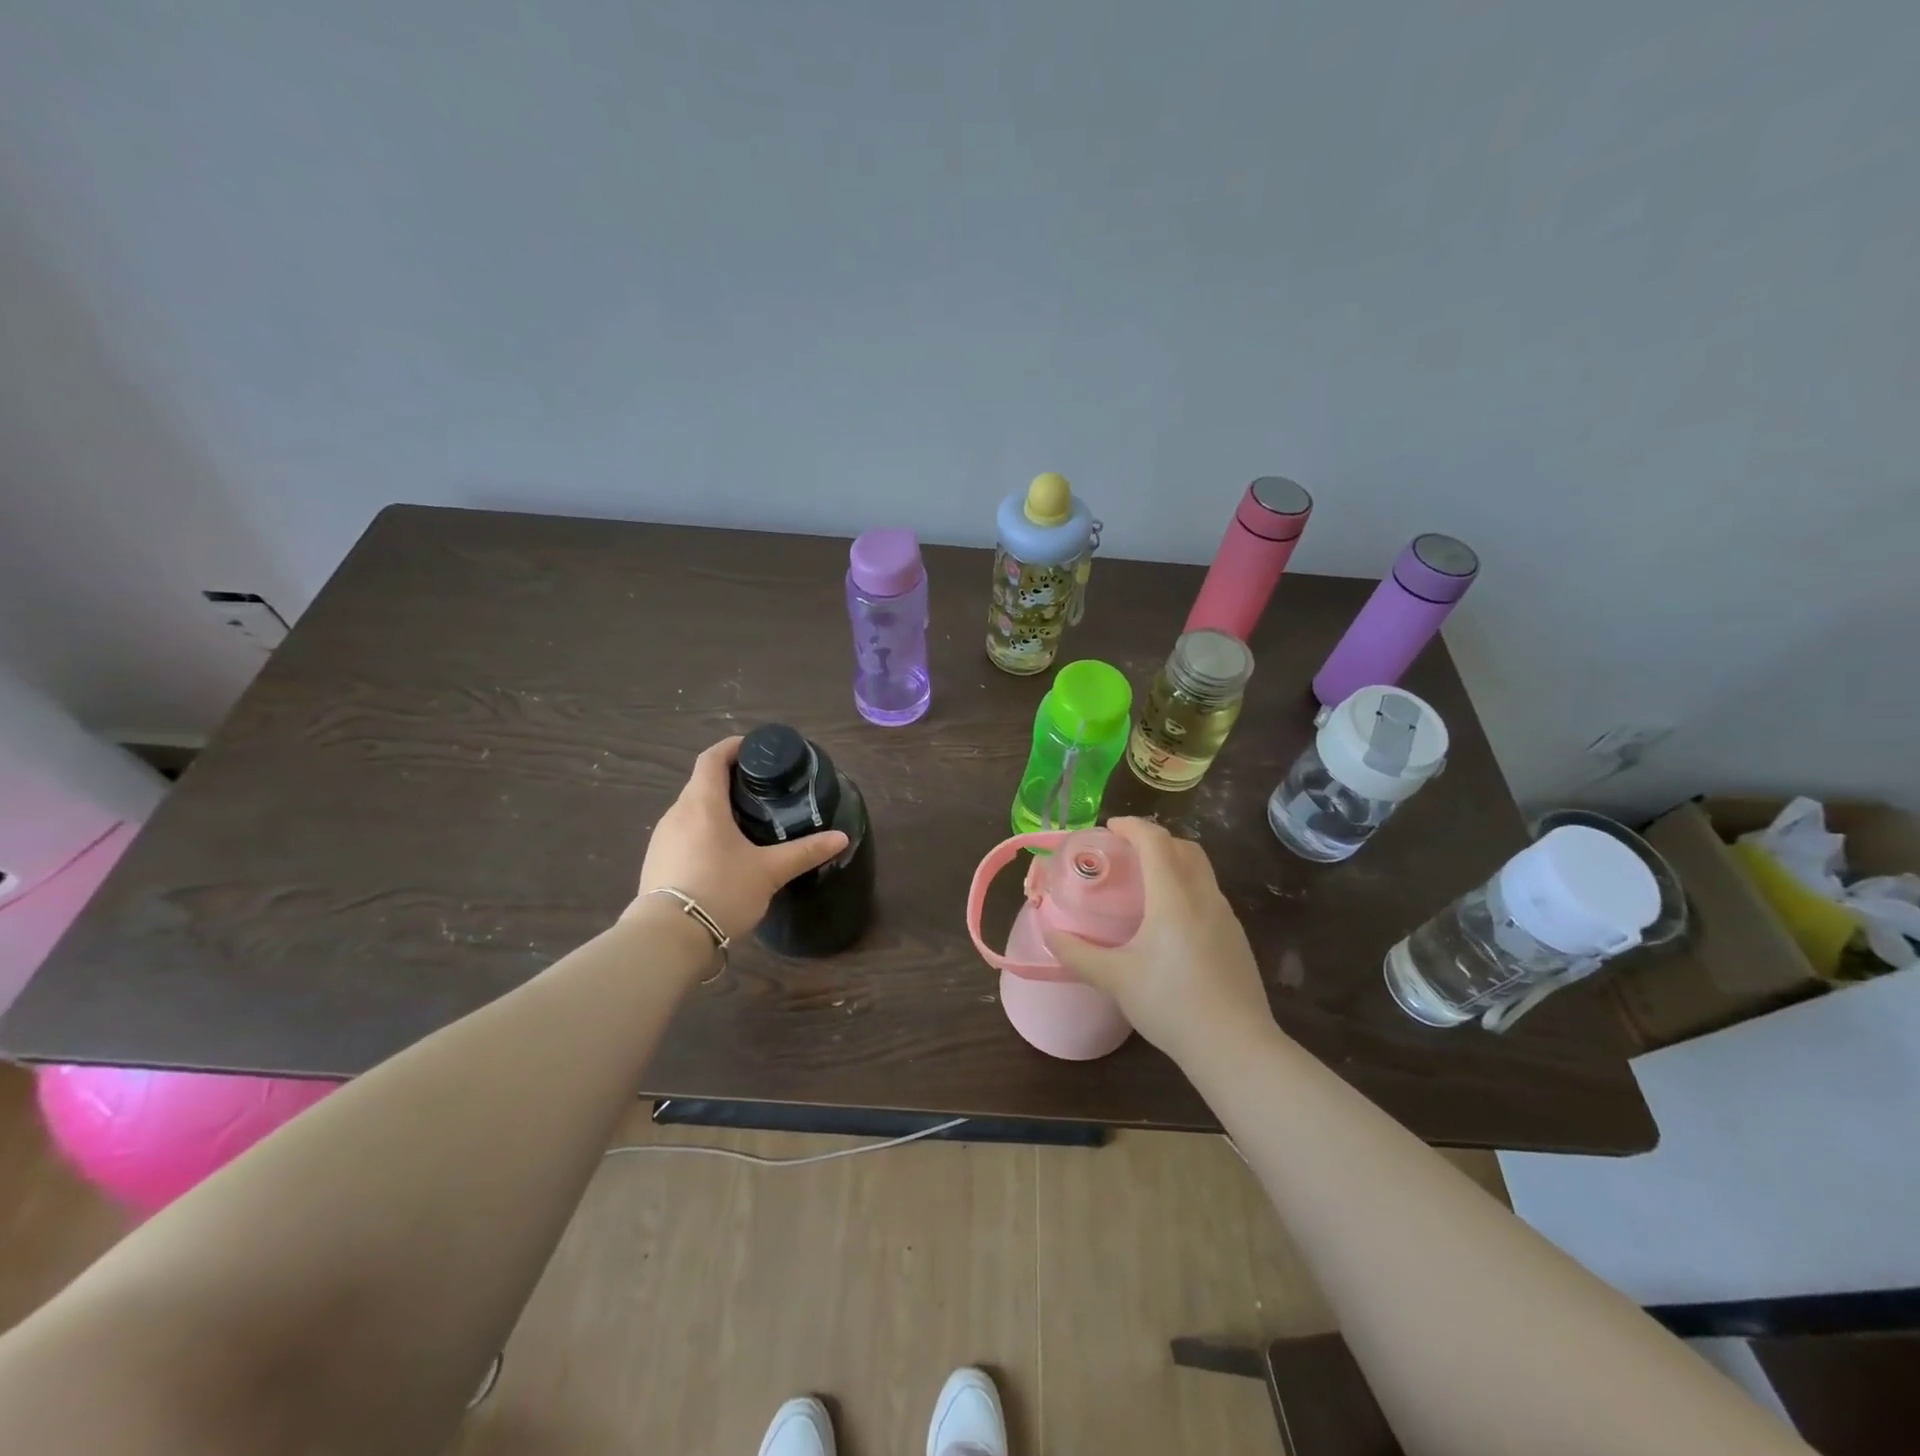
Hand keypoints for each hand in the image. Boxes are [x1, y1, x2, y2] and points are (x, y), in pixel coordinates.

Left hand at [630, 737, 848, 940]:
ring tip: (746, 821)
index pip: (712, 758)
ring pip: (691, 810)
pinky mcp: (656, 862)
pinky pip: (683, 834)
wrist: (668, 939)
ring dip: (715, 808)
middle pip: (701, 783)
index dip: (733, 746)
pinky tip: (722, 853)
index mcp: (702, 803)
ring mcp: (662, 839)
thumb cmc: (721, 891)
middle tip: (762, 789)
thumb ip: (805, 852)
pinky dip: (703, 831)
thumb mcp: (769, 871)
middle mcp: (676, 813)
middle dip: (729, 780)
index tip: (756, 748)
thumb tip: (841, 837)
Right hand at [1041, 817, 1277, 1065]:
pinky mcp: (1236, 938)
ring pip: (1200, 870)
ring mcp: (1226, 917)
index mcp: (1173, 896)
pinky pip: (1209, 895)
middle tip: (1126, 853)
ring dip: (1173, 862)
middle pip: (1184, 847)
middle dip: (1154, 839)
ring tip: (1145, 884)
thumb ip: (1078, 953)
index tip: (1109, 828)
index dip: (1131, 827)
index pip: (1155, 841)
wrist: (1235, 1048)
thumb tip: (1049, 932)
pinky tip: (1169, 921)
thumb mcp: (1115, 979)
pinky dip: (1186, 887)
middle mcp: (1204, 896)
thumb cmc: (1171, 1004)